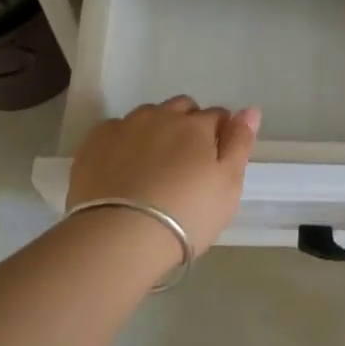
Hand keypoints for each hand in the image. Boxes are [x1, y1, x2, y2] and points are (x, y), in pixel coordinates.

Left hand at [67, 96, 260, 255]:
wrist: (119, 236)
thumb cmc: (186, 214)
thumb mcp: (228, 185)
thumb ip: (240, 143)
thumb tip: (250, 109)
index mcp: (197, 125)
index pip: (218, 115)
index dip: (221, 134)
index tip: (216, 161)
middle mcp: (161, 116)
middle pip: (182, 108)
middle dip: (188, 125)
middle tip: (185, 163)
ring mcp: (125, 126)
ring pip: (147, 116)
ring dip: (155, 130)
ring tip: (152, 167)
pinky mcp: (94, 142)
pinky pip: (115, 130)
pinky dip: (123, 142)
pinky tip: (122, 169)